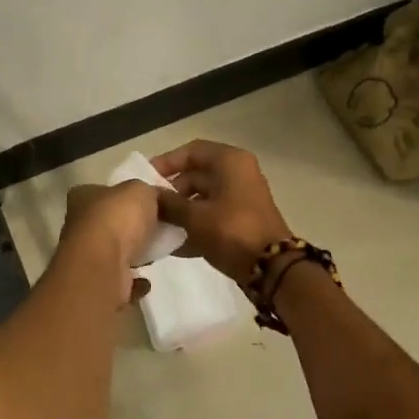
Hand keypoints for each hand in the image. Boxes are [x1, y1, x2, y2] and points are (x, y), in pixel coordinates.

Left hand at [56, 181, 161, 307]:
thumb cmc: (118, 218)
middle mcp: (78, 226)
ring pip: (112, 253)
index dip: (124, 196)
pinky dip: (133, 283)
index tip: (148, 203)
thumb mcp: (141, 190)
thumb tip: (157, 199)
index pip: (102, 191)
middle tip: (157, 229)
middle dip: (130, 228)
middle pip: (109, 223)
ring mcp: (85, 257)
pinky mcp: (97, 283)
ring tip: (155, 253)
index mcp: (82, 197)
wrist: (104, 265)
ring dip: (132, 255)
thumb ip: (150, 192)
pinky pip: (119, 280)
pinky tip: (146, 281)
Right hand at [151, 140, 293, 284]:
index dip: (167, 162)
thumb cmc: (232, 232)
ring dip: (181, 210)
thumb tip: (149, 197)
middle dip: (172, 191)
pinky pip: (212, 214)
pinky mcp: (242, 219)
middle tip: (150, 208)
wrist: (271, 267)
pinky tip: (174, 244)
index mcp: (229, 162)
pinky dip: (195, 224)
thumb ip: (169, 204)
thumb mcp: (195, 217)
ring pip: (203, 196)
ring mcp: (241, 197)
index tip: (146, 179)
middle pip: (196, 174)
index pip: (192, 151)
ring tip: (158, 226)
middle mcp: (238, 173)